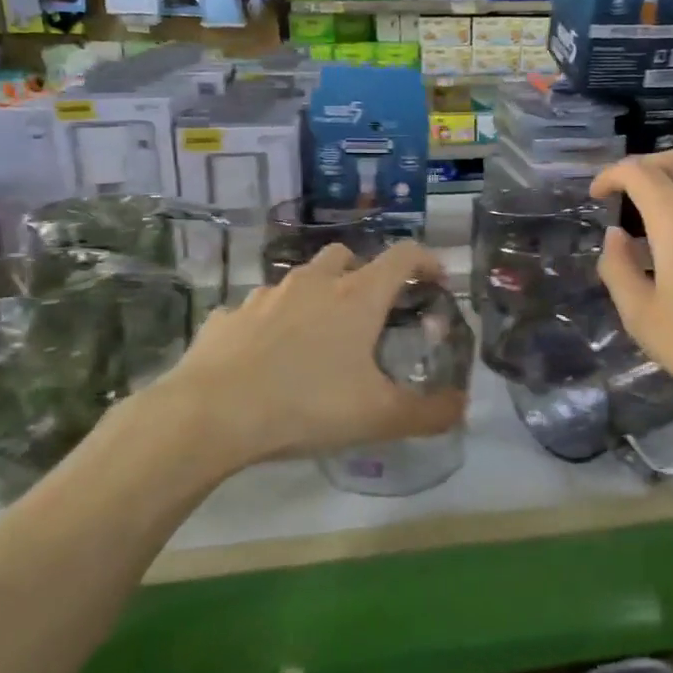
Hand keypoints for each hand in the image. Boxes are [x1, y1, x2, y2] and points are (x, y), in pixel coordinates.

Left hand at [142, 238, 466, 468]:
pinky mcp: (229, 316)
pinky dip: (271, 324)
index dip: (426, 260)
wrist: (211, 413)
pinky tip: (267, 358)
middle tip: (370, 312)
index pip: (403, 255)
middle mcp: (313, 283)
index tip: (437, 279)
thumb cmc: (306, 405)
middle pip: (346, 256)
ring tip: (317, 338)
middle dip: (364, 274)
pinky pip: (258, 310)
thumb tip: (462, 407)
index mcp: (356, 296)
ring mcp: (266, 295)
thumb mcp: (378, 417)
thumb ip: (428, 413)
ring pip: (300, 280)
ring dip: (316, 297)